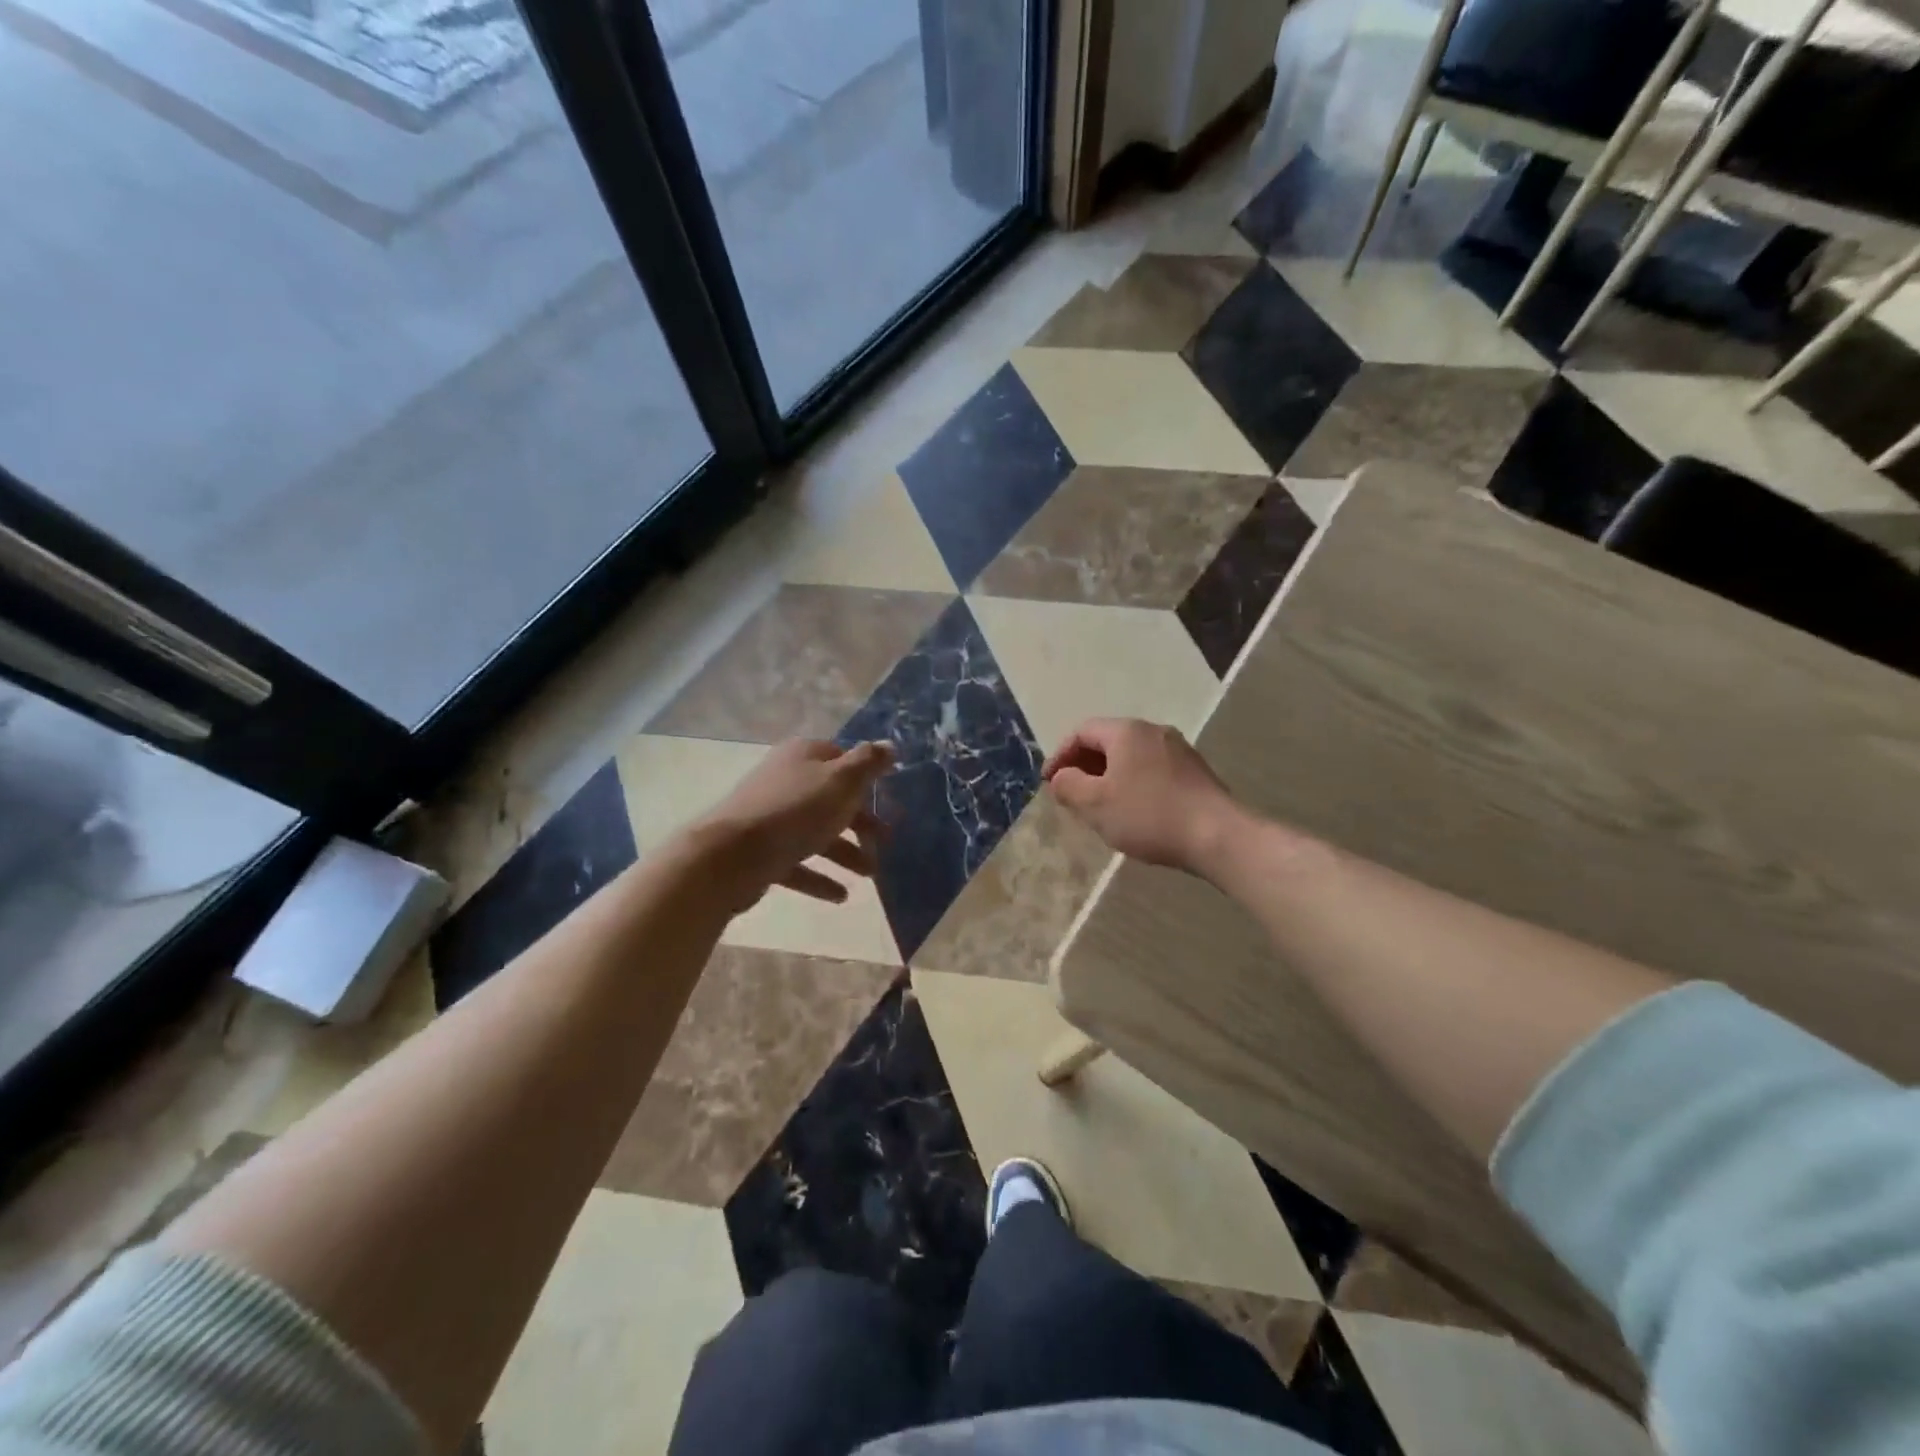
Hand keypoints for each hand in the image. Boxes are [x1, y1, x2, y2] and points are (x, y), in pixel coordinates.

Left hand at [688, 739, 893, 915]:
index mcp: (803, 756)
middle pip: (830, 798)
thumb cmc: (796, 811)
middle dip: (860, 821)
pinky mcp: (761, 851)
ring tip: (870, 874)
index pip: (840, 757)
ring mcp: (770, 817)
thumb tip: (889, 745)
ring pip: (816, 832)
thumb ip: (867, 763)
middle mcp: (785, 780)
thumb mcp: (841, 782)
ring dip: (845, 852)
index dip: (864, 777)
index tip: (886, 798)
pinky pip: (797, 862)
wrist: (731, 855)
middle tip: (886, 840)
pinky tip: (841, 896)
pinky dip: (819, 877)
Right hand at [1043, 718, 1239, 873]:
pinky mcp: (1194, 772)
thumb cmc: (1148, 815)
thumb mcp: (1095, 804)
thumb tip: (1060, 776)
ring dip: (1109, 776)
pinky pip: (1151, 769)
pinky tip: (1133, 811)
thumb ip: (1069, 786)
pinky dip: (1132, 783)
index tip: (1049, 783)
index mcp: (1126, 732)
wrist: (1217, 836)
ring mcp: (1178, 750)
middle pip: (1108, 741)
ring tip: (1099, 805)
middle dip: (1084, 766)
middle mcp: (1153, 731)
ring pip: (1131, 756)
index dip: (1060, 755)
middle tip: (1071, 794)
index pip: (1082, 731)